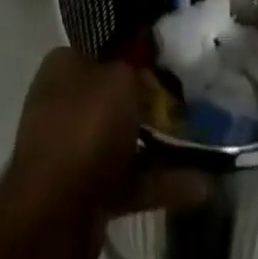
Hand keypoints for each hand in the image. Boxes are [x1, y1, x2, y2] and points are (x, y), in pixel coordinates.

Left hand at [0, 49, 205, 258]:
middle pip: (114, 96)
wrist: (57, 210)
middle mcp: (63, 101)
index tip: (163, 61)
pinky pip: (128, 178)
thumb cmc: (87, 124)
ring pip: (123, 139)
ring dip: (159, 144)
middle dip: (149, 102)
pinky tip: (197, 183)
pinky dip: (159, 181)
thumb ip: (135, 67)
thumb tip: (143, 66)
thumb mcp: (120, 77)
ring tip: (200, 142)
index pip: (102, 49)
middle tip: (186, 102)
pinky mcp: (86, 190)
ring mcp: (72, 148)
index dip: (133, 53)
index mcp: (63, 64)